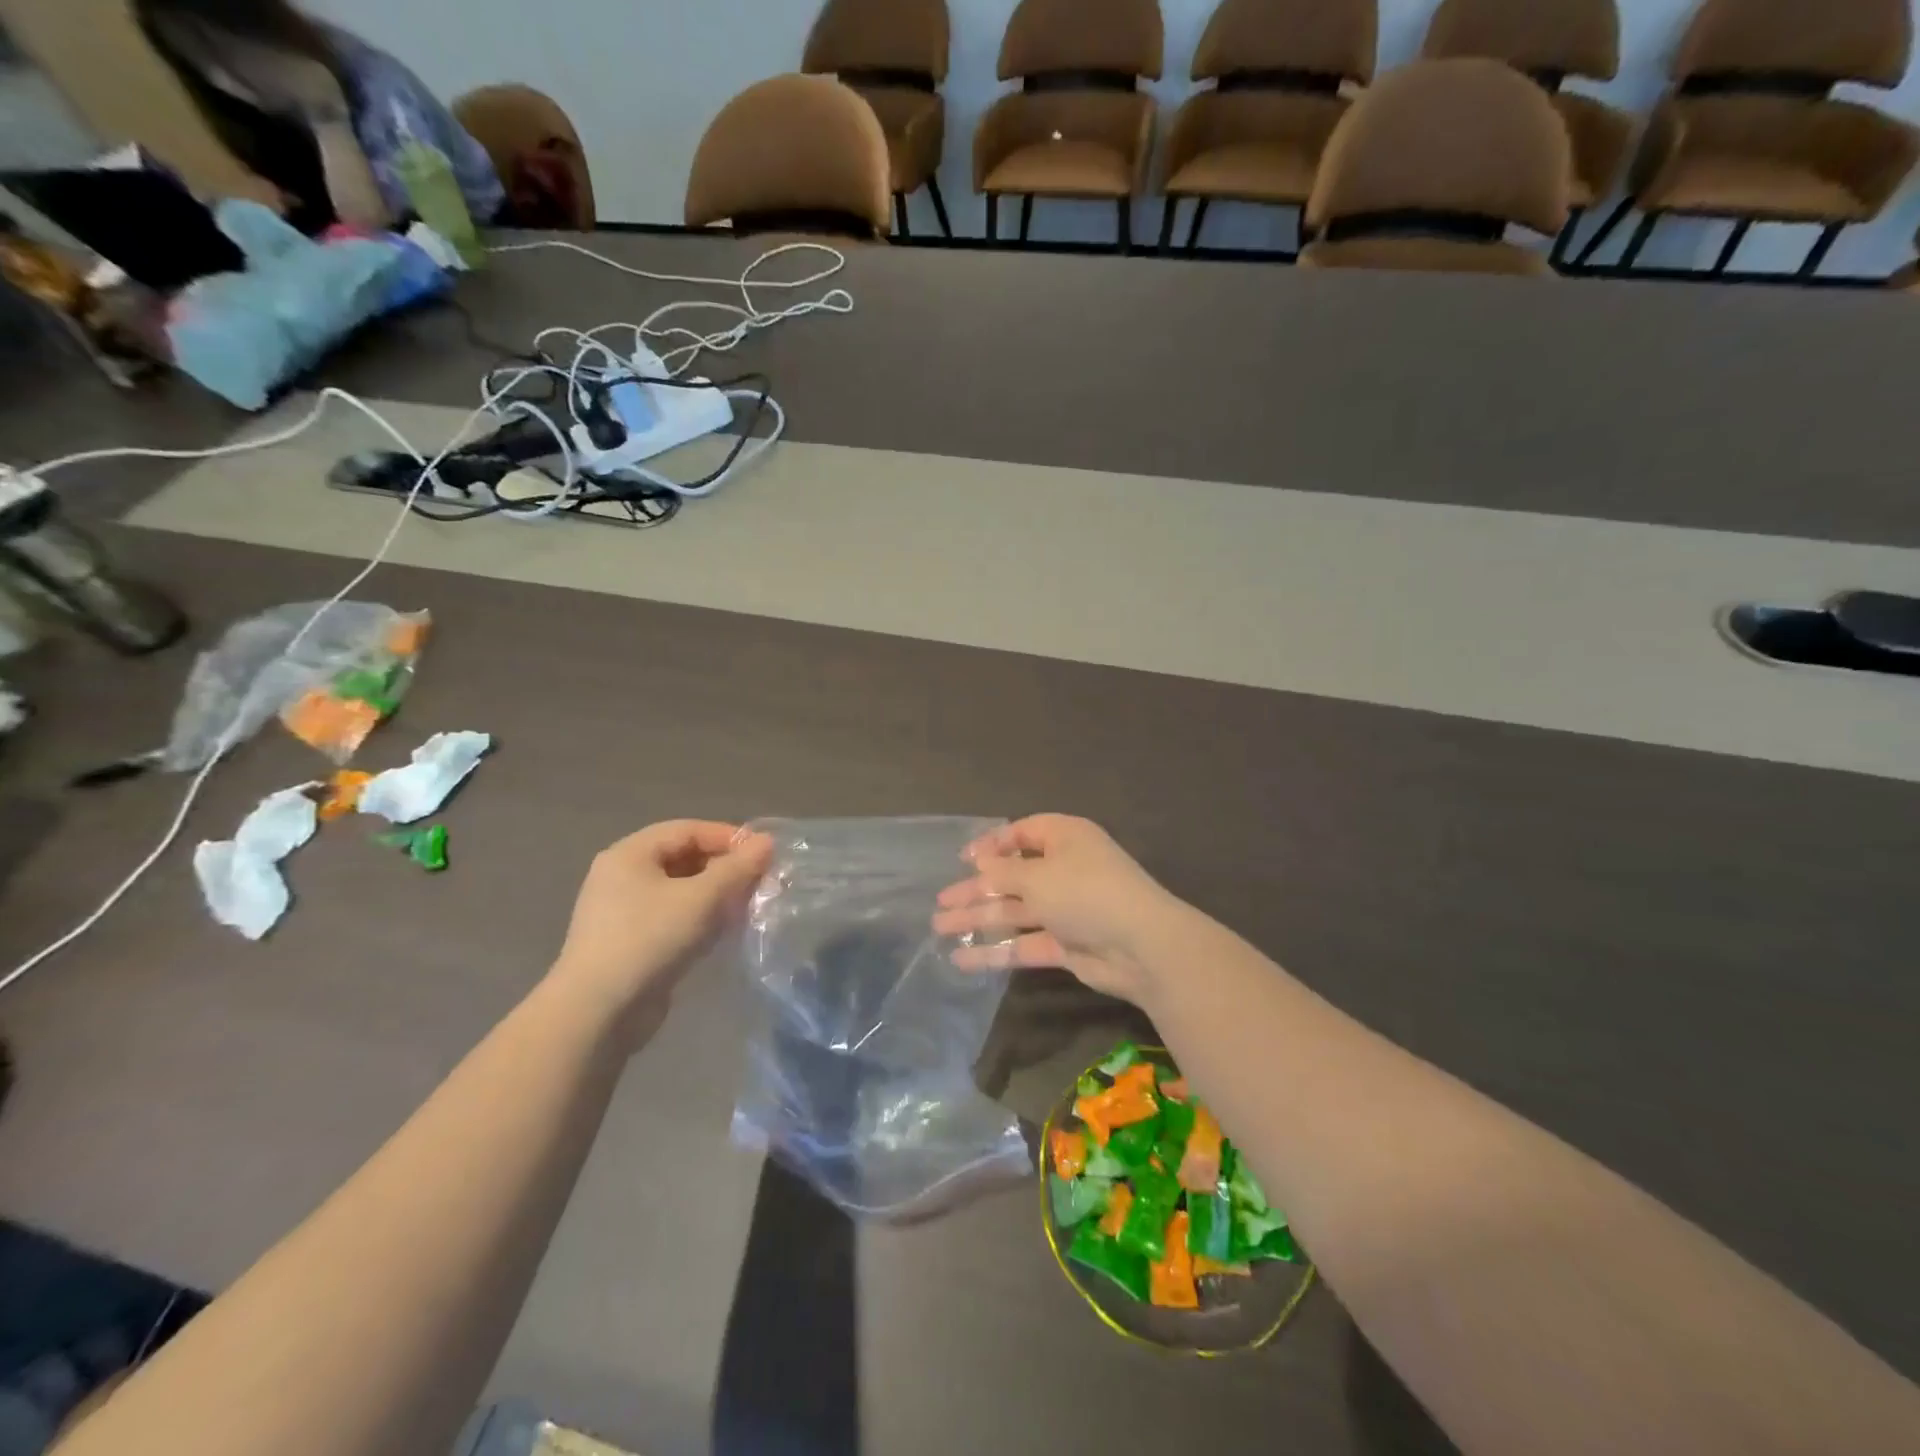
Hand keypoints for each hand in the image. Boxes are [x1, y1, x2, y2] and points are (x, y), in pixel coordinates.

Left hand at [550, 821, 771, 1036]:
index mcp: (630, 854)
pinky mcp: (630, 942)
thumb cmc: (649, 940)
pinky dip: (699, 918)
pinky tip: (722, 933)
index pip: (688, 830)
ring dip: (715, 895)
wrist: (598, 1013)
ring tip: (747, 906)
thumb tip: (767, 843)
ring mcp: (623, 911)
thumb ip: (737, 868)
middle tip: (759, 881)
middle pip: (683, 858)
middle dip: (724, 867)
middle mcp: (622, 876)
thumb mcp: (701, 898)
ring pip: (680, 890)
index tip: (764, 854)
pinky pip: (672, 917)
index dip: (728, 837)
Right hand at [931, 814, 1183, 1004]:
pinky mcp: (1065, 944)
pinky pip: (1023, 943)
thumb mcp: (1038, 875)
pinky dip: (995, 951)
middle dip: (976, 889)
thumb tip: (979, 862)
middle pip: (1012, 876)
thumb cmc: (1086, 892)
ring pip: (1014, 911)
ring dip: (978, 919)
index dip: (991, 844)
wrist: (1141, 947)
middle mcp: (1064, 869)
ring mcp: (1065, 909)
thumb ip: (1003, 870)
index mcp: (1065, 838)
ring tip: (940, 929)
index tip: (962, 860)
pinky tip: (963, 960)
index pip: (1022, 832)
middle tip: (941, 903)